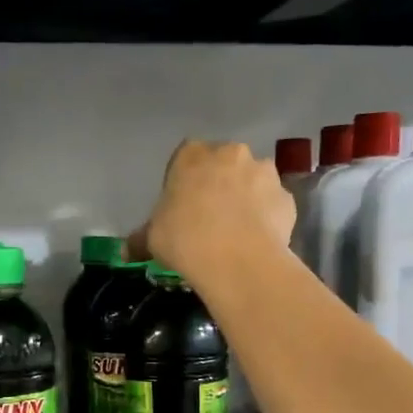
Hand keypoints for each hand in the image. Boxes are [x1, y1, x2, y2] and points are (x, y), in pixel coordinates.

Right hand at [127, 140, 295, 281]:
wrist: (236, 259)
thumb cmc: (185, 239)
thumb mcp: (152, 239)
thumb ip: (140, 240)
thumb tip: (125, 253)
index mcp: (193, 155)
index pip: (185, 157)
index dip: (184, 181)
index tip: (181, 206)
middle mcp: (231, 154)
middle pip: (223, 164)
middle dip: (218, 185)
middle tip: (208, 218)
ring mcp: (264, 173)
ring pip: (252, 181)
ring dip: (246, 198)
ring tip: (236, 231)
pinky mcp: (287, 198)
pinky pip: (272, 205)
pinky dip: (266, 218)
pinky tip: (256, 240)